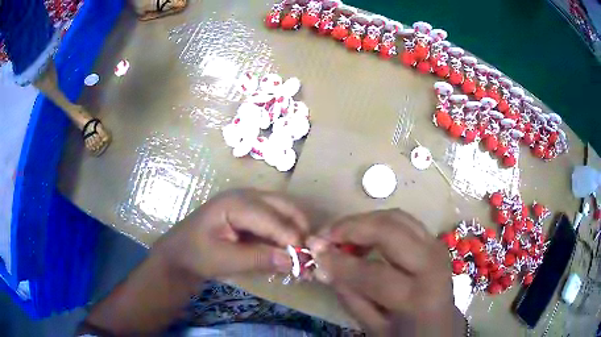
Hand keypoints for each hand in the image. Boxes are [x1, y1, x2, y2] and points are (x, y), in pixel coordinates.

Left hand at [156, 189, 308, 278]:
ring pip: (284, 210)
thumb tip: (295, 261)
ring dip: (296, 230)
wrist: (179, 253)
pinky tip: (289, 249)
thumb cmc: (197, 255)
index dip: (291, 239)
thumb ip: (260, 259)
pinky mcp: (251, 212)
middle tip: (308, 256)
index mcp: (236, 203)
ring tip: (302, 253)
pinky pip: (276, 218)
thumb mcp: (225, 260)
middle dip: (300, 230)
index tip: (305, 261)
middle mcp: (246, 195)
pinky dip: (286, 233)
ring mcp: (249, 201)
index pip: (273, 218)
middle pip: (284, 206)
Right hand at [308, 209, 464, 335]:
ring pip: (396, 217)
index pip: (374, 274)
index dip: (340, 262)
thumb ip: (350, 296)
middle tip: (325, 234)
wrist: (441, 322)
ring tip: (340, 233)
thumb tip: (324, 266)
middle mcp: (432, 264)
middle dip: (352, 228)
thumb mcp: (374, 326)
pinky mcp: (433, 239)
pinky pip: (403, 220)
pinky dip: (378, 222)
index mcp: (419, 296)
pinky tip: (363, 234)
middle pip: (390, 232)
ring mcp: (436, 246)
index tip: (314, 251)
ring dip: (364, 221)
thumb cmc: (407, 331)